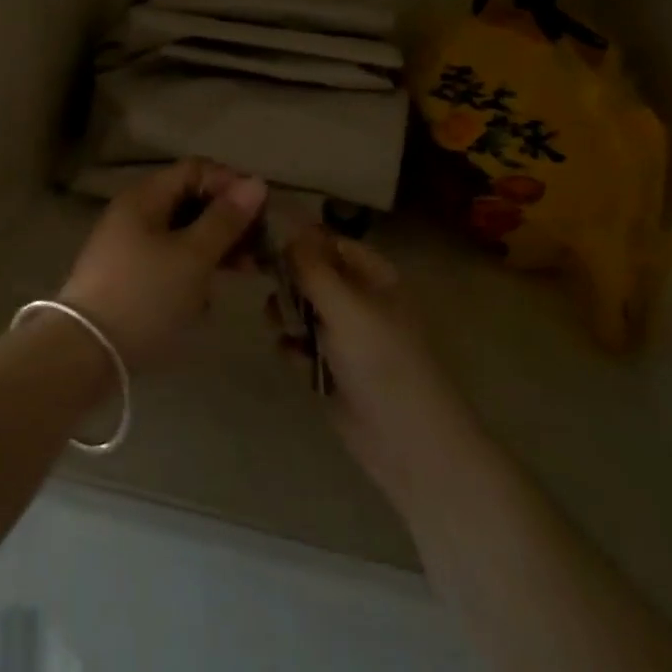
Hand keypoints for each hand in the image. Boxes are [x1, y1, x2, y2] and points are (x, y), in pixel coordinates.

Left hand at [59, 159, 267, 368]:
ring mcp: (129, 244)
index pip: (196, 169)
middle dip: (227, 220)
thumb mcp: (193, 257)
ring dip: (215, 247)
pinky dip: (194, 268)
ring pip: (182, 232)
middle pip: (190, 199)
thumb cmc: (145, 296)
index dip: (231, 184)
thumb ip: (225, 219)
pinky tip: (208, 295)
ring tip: (243, 272)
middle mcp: (135, 212)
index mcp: (145, 196)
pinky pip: (170, 258)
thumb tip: (255, 182)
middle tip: (258, 249)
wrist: (86, 352)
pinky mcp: (129, 274)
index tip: (260, 214)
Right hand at [286, 227, 468, 515]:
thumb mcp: (347, 307)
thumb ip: (313, 268)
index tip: (263, 241)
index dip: (299, 240)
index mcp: (374, 277)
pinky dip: (293, 349)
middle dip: (288, 280)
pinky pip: (298, 344)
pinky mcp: (330, 368)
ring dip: (286, 315)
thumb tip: (287, 229)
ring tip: (284, 329)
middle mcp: (359, 300)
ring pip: (299, 309)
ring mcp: (344, 336)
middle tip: (267, 286)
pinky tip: (295, 360)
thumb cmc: (383, 363)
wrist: (408, 443)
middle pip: (310, 275)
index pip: (330, 243)